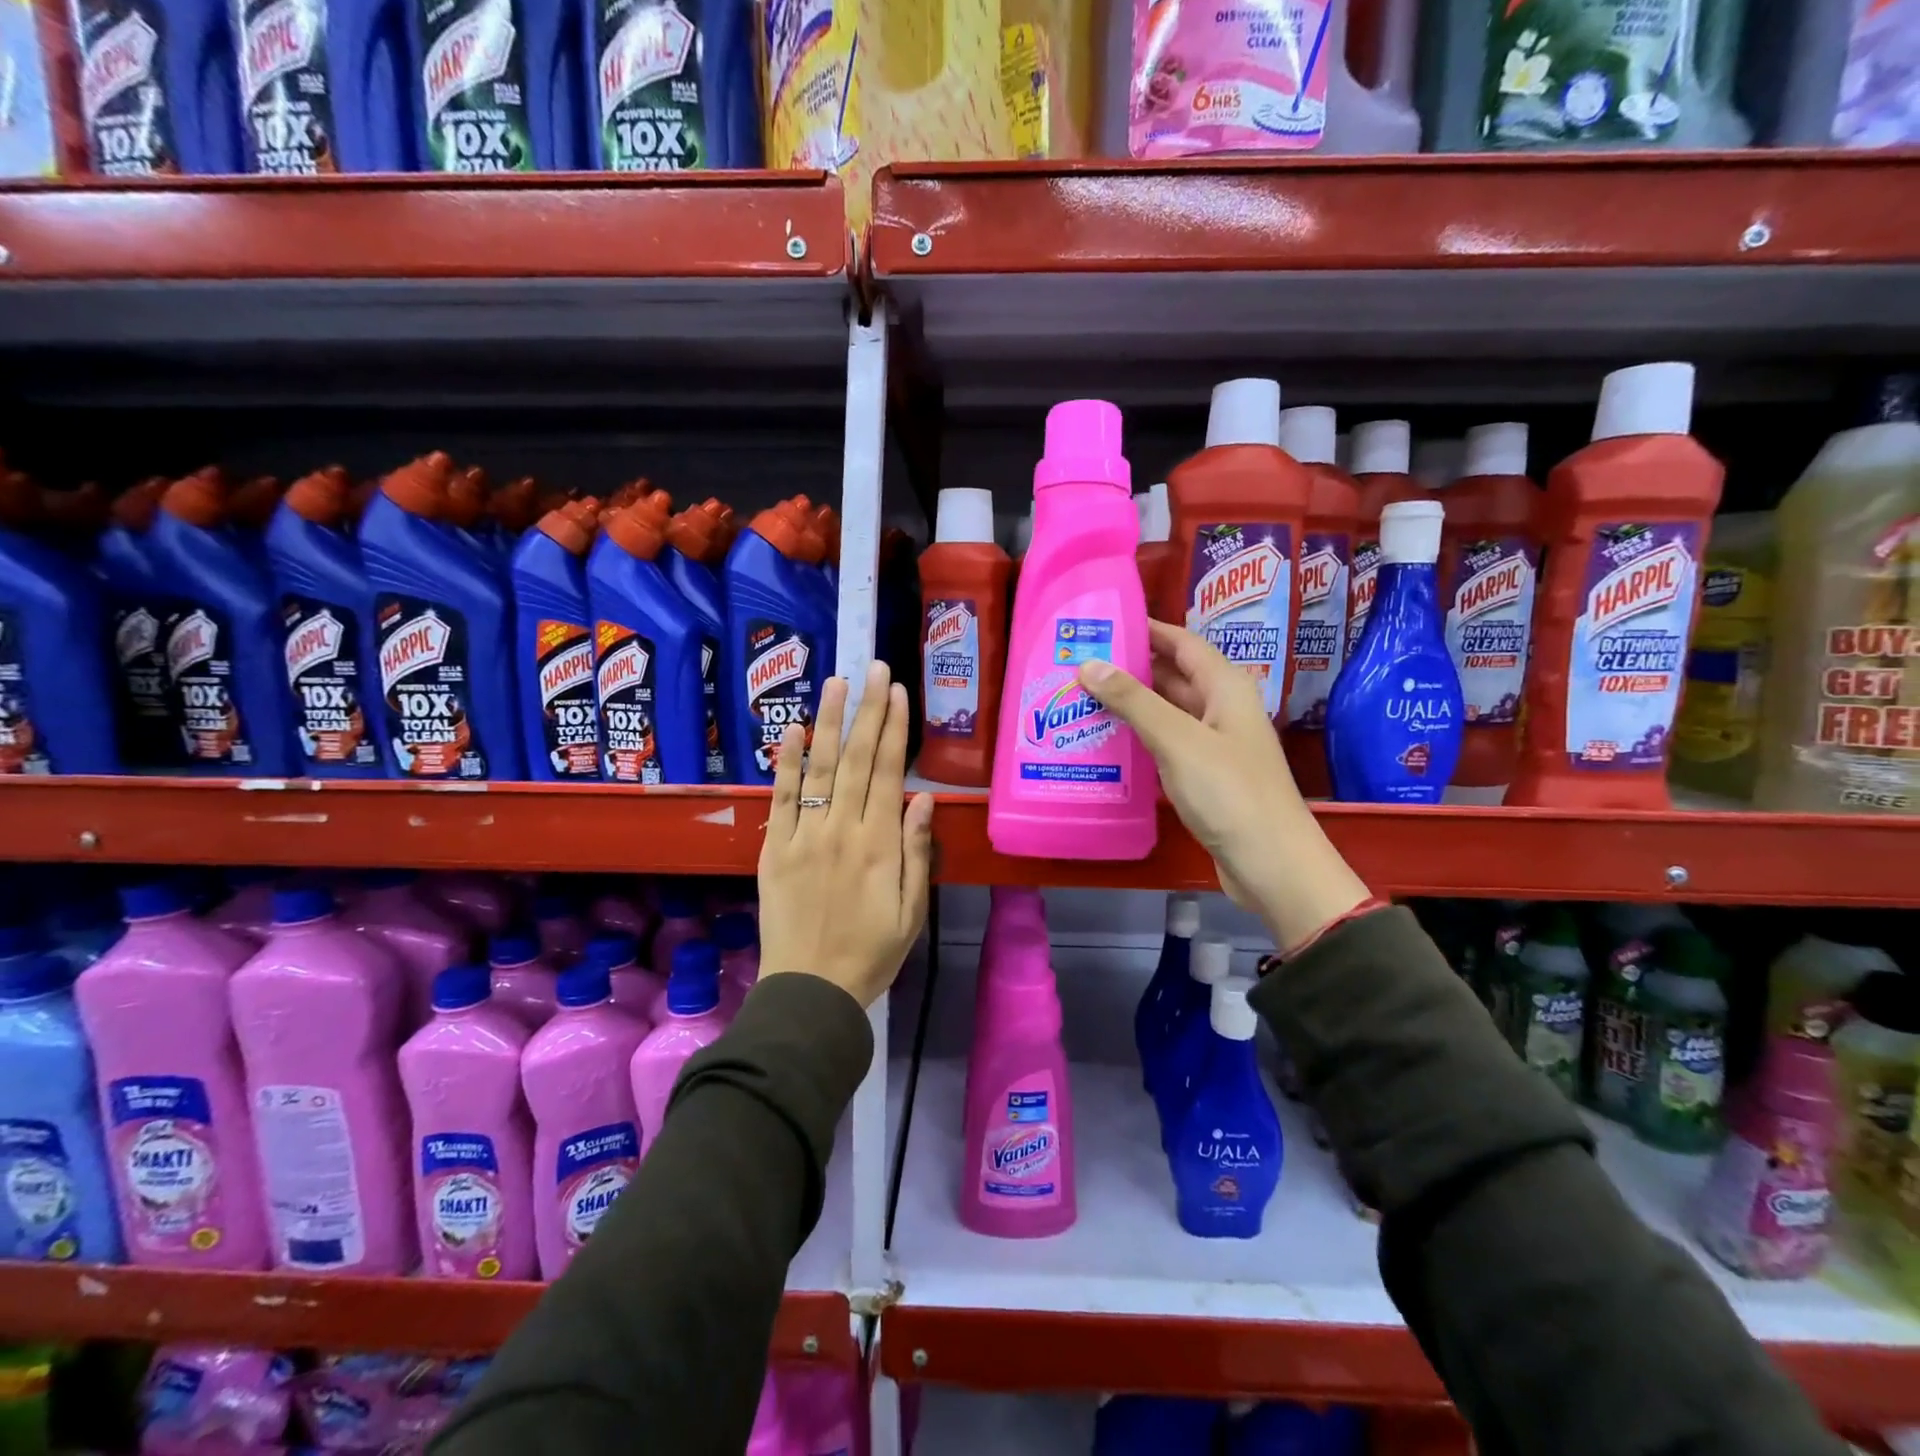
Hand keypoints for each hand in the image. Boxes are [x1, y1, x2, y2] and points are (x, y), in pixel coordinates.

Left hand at [758, 661, 934, 1007]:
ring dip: (830, 721)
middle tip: (874, 668)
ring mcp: (803, 836)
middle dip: (868, 710)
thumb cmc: (872, 954)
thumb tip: (924, 798)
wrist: (810, 991)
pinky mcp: (774, 848)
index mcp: (880, 845)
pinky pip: (781, 798)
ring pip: (820, 768)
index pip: (889, 773)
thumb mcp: (912, 911)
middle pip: (858, 759)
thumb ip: (917, 852)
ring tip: (837, 681)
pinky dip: (787, 762)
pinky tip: (795, 729)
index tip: (898, 692)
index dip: (895, 729)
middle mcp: (842, 830)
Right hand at [1078, 621, 1370, 951]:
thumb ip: (1134, 700)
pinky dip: (1139, 739)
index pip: (1182, 642)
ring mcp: (1214, 744)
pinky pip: (1166, 745)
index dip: (1146, 629)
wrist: (1271, 864)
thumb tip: (1088, 664)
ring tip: (1080, 699)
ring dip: (1130, 705)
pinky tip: (1105, 743)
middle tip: (1078, 664)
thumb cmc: (1229, 792)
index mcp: (1225, 686)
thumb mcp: (1177, 740)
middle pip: (1172, 676)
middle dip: (1129, 667)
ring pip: (1166, 712)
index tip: (1102, 623)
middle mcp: (1221, 708)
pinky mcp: (1205, 776)